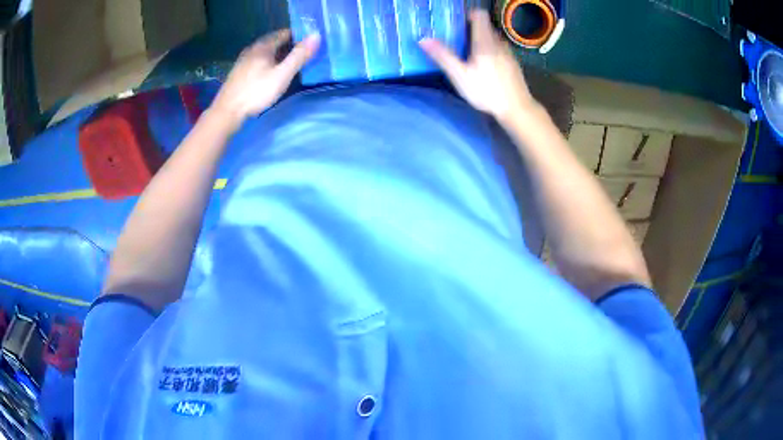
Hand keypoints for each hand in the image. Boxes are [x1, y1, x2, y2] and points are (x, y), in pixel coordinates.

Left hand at [210, 29, 320, 129]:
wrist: (227, 111)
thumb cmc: (256, 92)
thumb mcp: (282, 75)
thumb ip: (299, 56)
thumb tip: (316, 36)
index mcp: (263, 46)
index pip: (285, 33)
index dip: (299, 36)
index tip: (311, 44)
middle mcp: (253, 49)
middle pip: (275, 42)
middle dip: (290, 45)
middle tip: (304, 55)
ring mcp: (244, 60)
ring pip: (266, 52)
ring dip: (279, 55)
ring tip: (291, 64)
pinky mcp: (240, 72)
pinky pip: (259, 61)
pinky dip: (269, 62)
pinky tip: (273, 73)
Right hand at [420, 10, 537, 122]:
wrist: (517, 108)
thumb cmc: (487, 91)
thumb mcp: (460, 76)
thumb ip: (443, 56)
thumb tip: (423, 39)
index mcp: (485, 41)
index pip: (479, 15)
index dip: (467, 15)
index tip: (456, 24)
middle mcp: (498, 42)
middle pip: (484, 26)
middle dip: (470, 29)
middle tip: (456, 40)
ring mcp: (508, 53)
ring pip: (492, 38)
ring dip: (480, 41)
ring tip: (468, 54)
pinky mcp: (513, 63)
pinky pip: (499, 49)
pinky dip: (489, 51)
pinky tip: (484, 66)